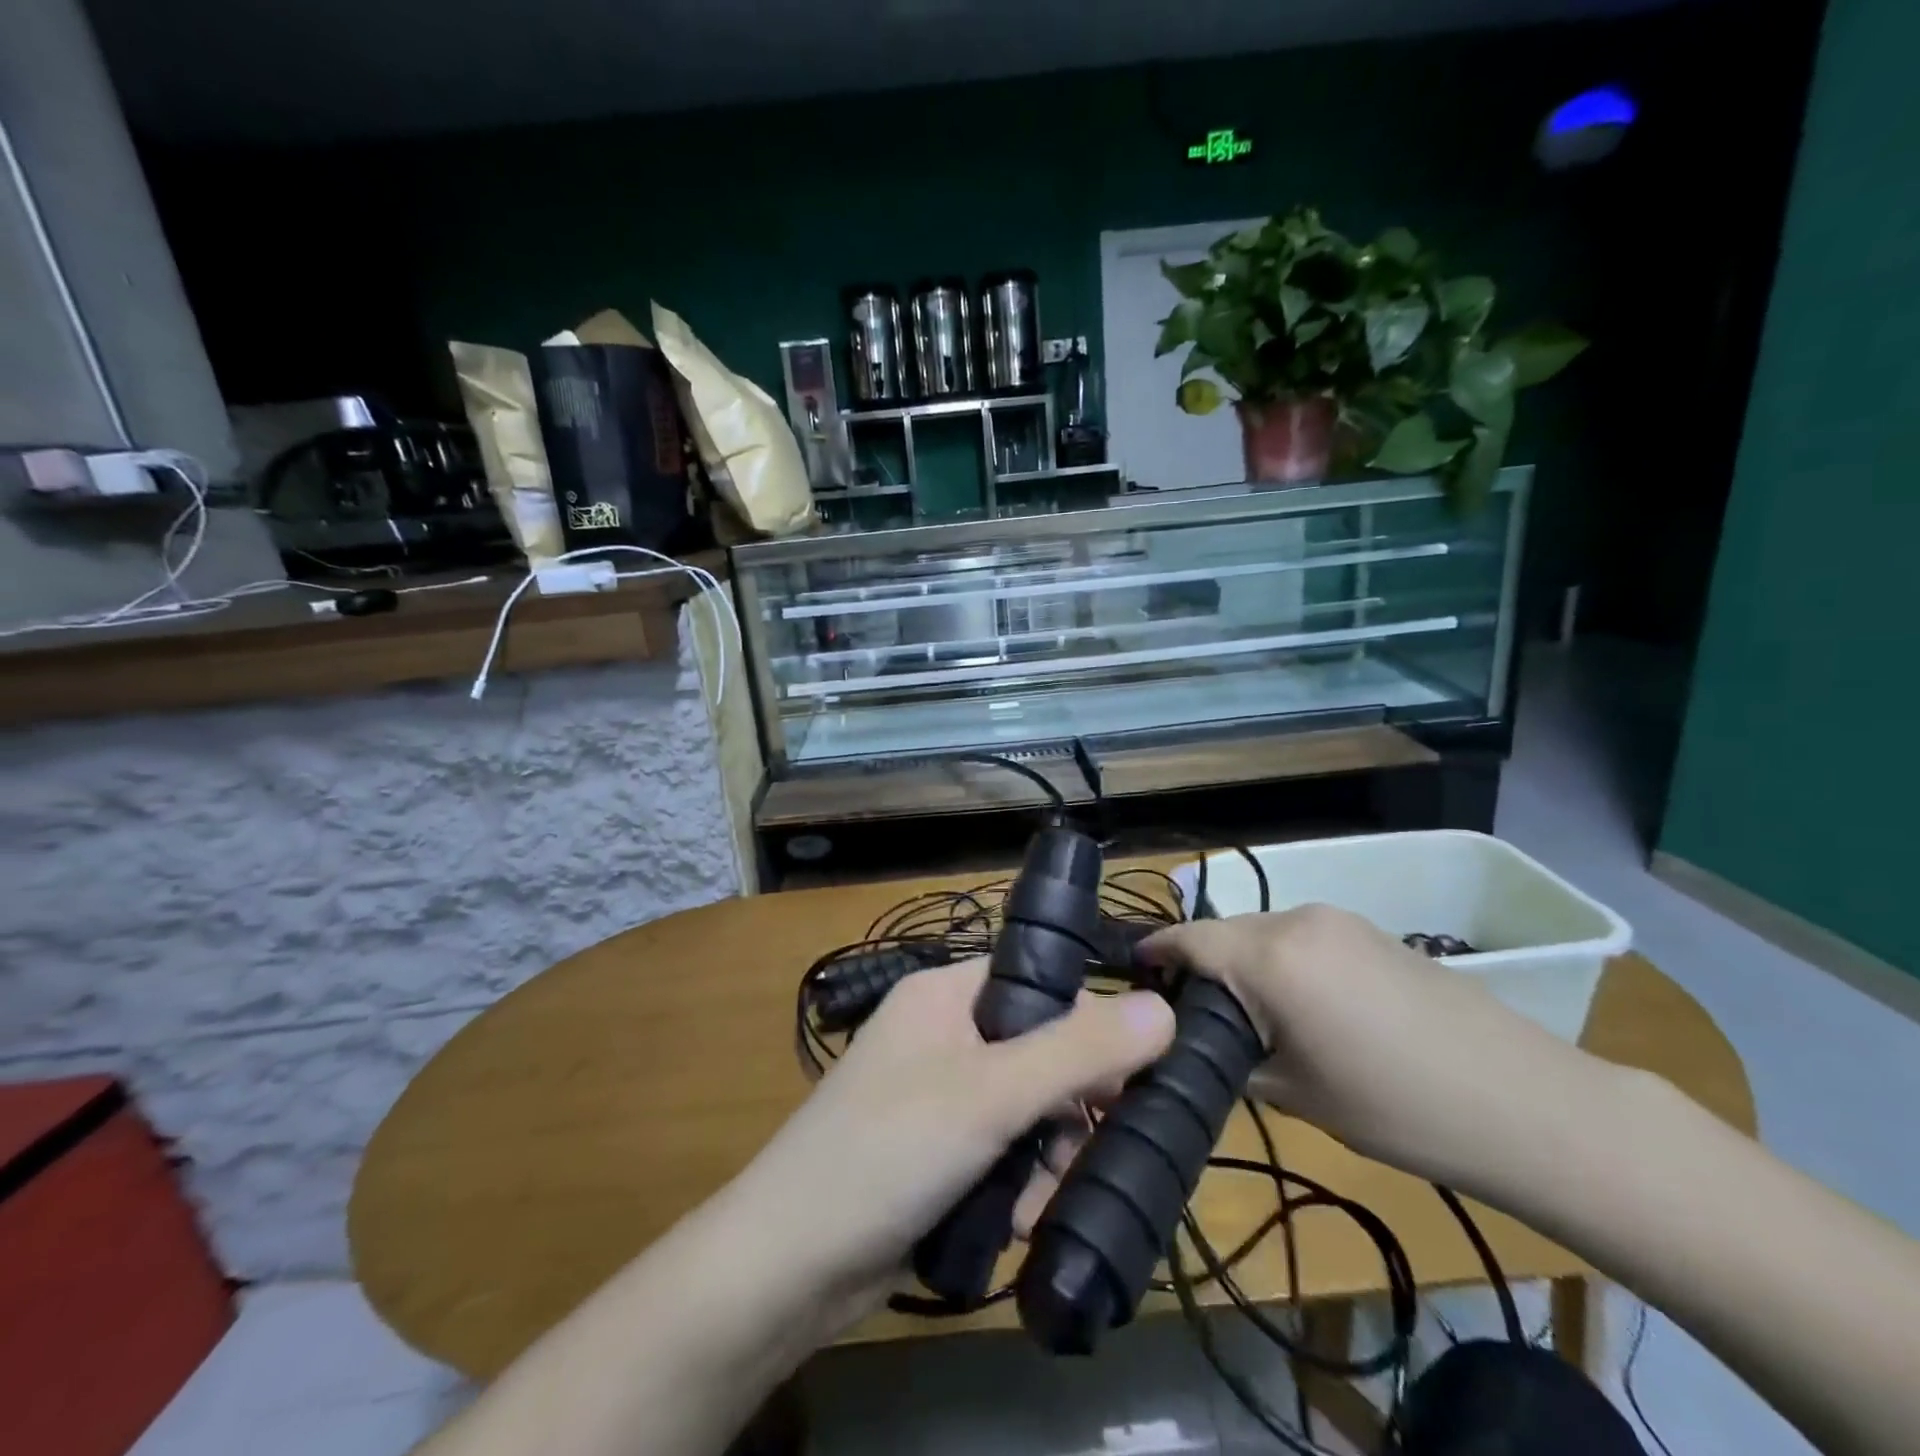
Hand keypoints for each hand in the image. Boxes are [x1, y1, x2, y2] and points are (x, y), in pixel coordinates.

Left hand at [730, 959, 1174, 1322]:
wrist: (788, 1265)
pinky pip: (1004, 1152)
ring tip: (1031, 1200)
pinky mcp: (937, 1152)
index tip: (1122, 1081)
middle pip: (1040, 1052)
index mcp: (947, 994)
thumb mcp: (991, 1094)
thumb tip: (1165, 1009)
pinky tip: (1012, 1222)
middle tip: (1071, 1153)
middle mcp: (943, 1034)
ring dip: (1045, 1160)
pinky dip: (1018, 1186)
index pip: (1039, 984)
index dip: (1086, 1026)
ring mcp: (938, 1095)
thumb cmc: (888, 1150)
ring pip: (1029, 1111)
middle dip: (1064, 1111)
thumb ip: (1078, 1052)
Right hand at [1140, 905, 1610, 1191]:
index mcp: (1269, 955)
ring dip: (1243, 965)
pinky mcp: (1371, 932)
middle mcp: (1296, 920)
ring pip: (1263, 934)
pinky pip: (1301, 938)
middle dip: (1200, 966)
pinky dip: (1282, 962)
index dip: (1154, 953)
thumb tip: (1201, 1041)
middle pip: (1224, 934)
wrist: (1526, 1103)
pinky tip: (1301, 1006)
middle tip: (1190, 1015)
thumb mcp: (1295, 1093)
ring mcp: (1339, 920)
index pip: (1188, 939)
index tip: (1132, 976)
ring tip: (1247, 1016)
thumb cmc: (1396, 1106)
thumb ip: (1233, 1055)